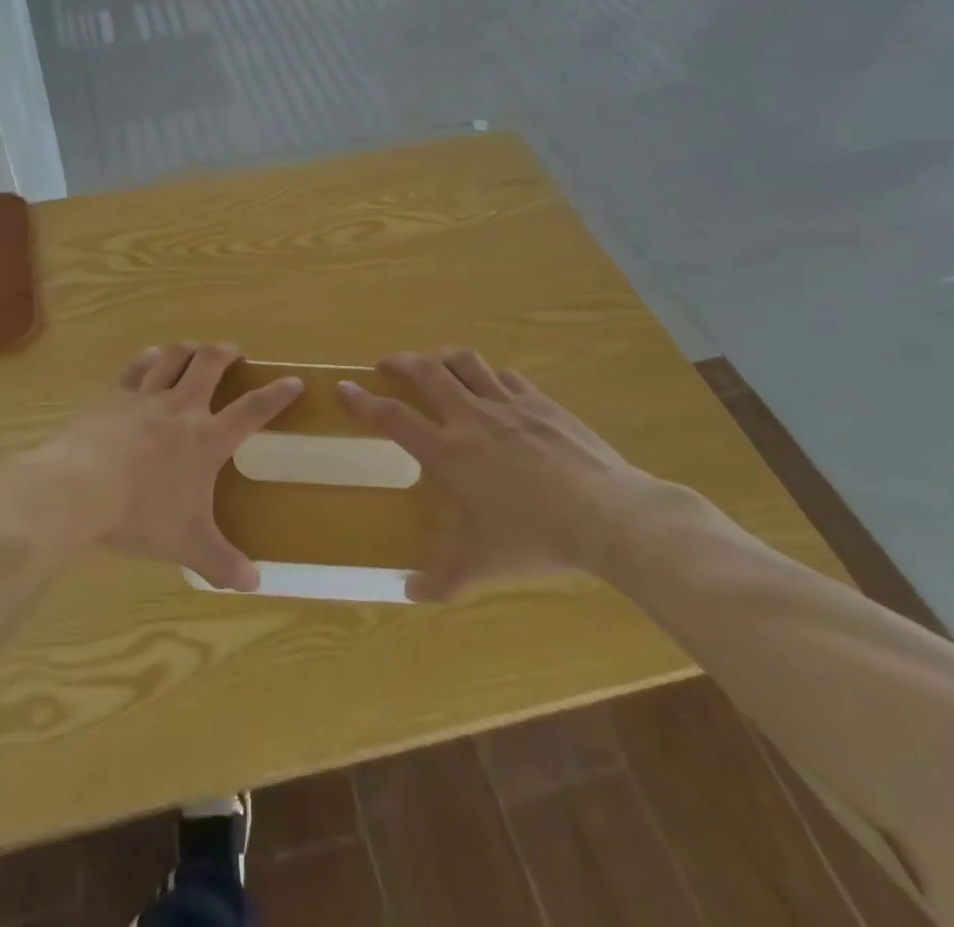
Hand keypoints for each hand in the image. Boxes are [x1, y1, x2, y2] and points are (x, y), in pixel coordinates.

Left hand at [0, 344, 301, 590]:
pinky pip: (135, 368)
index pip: (253, 409)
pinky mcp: (113, 397)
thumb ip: (221, 562)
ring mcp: (144, 397)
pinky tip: (149, 361)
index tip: (294, 381)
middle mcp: (180, 407)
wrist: (80, 487)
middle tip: (235, 353)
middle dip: (227, 352)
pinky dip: (147, 360)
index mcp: (206, 438)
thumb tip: (253, 585)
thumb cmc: (141, 513)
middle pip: (210, 363)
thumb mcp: (186, 544)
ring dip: (188, 349)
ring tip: (194, 352)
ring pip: (172, 356)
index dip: (276, 394)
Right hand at [338, 349, 656, 601]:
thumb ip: (444, 579)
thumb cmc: (536, 538)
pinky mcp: (541, 402)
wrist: (609, 516)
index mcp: (449, 452)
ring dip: (443, 359)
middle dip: (400, 362)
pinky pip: (505, 376)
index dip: (363, 401)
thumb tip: (410, 594)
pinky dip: (488, 376)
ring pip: (465, 362)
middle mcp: (472, 417)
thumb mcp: (484, 564)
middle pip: (426, 371)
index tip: (344, 387)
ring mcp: (508, 404)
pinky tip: (492, 387)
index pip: (393, 417)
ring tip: (435, 366)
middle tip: (386, 365)